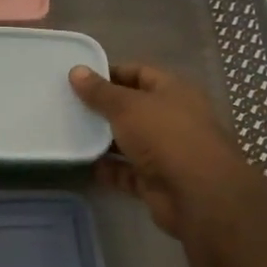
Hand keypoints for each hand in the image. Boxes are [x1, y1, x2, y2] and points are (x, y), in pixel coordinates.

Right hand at [69, 63, 260, 239]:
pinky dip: (109, 169)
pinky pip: (127, 172)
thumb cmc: (165, 135)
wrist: (198, 195)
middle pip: (133, 108)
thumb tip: (76, 71)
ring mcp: (166, 152)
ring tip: (70, 132)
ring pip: (130, 141)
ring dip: (104, 139)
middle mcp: (173, 119)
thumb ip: (100, 91)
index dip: (111, 73)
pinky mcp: (157, 182)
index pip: (140, 73)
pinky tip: (84, 164)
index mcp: (174, 92)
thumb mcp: (127, 106)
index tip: (80, 77)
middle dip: (104, 108)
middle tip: (68, 105)